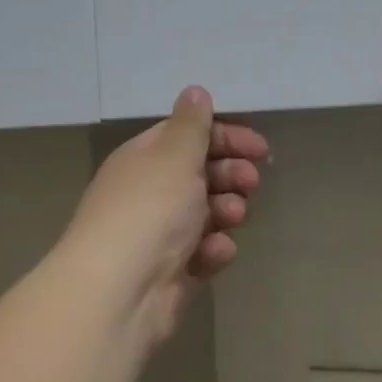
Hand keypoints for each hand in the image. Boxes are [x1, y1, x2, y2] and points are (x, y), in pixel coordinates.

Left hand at [64, 87, 269, 346]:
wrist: (121, 291)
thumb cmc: (149, 210)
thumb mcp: (175, 155)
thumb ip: (192, 124)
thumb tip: (195, 91)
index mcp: (144, 159)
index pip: (189, 137)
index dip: (226, 138)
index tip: (260, 149)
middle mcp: (151, 193)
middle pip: (202, 174)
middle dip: (232, 175)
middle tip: (250, 182)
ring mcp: (162, 234)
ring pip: (209, 213)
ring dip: (227, 211)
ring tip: (231, 217)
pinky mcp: (174, 271)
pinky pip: (205, 252)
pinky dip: (214, 250)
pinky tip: (214, 253)